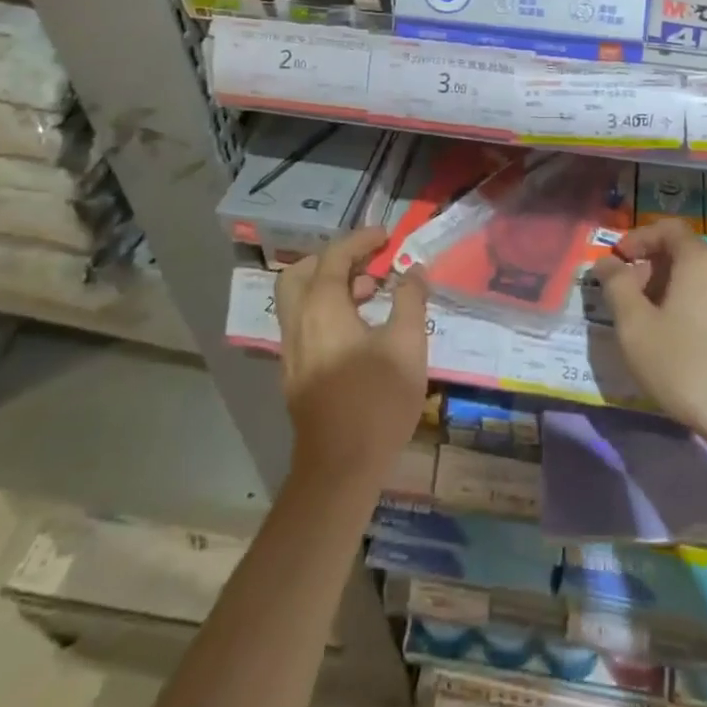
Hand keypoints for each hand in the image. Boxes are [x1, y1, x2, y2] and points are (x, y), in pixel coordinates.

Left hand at [276, 227, 429, 487]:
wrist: (340, 469)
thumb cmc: (378, 400)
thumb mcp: (408, 344)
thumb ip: (410, 299)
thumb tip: (413, 270)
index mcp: (322, 308)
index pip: (334, 257)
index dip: (360, 240)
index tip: (387, 236)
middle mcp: (299, 323)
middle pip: (301, 274)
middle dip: (332, 259)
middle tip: (367, 261)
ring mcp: (292, 352)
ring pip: (300, 301)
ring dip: (331, 286)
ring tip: (373, 293)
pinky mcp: (296, 375)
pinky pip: (305, 324)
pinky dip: (327, 310)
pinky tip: (360, 329)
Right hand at [592, 219, 706, 446]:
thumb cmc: (687, 367)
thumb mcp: (636, 328)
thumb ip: (616, 287)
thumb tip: (606, 263)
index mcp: (700, 261)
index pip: (668, 229)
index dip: (639, 238)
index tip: (617, 260)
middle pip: (685, 254)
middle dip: (651, 268)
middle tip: (628, 298)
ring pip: (702, 279)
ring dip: (672, 290)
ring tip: (652, 324)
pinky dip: (695, 307)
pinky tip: (685, 343)